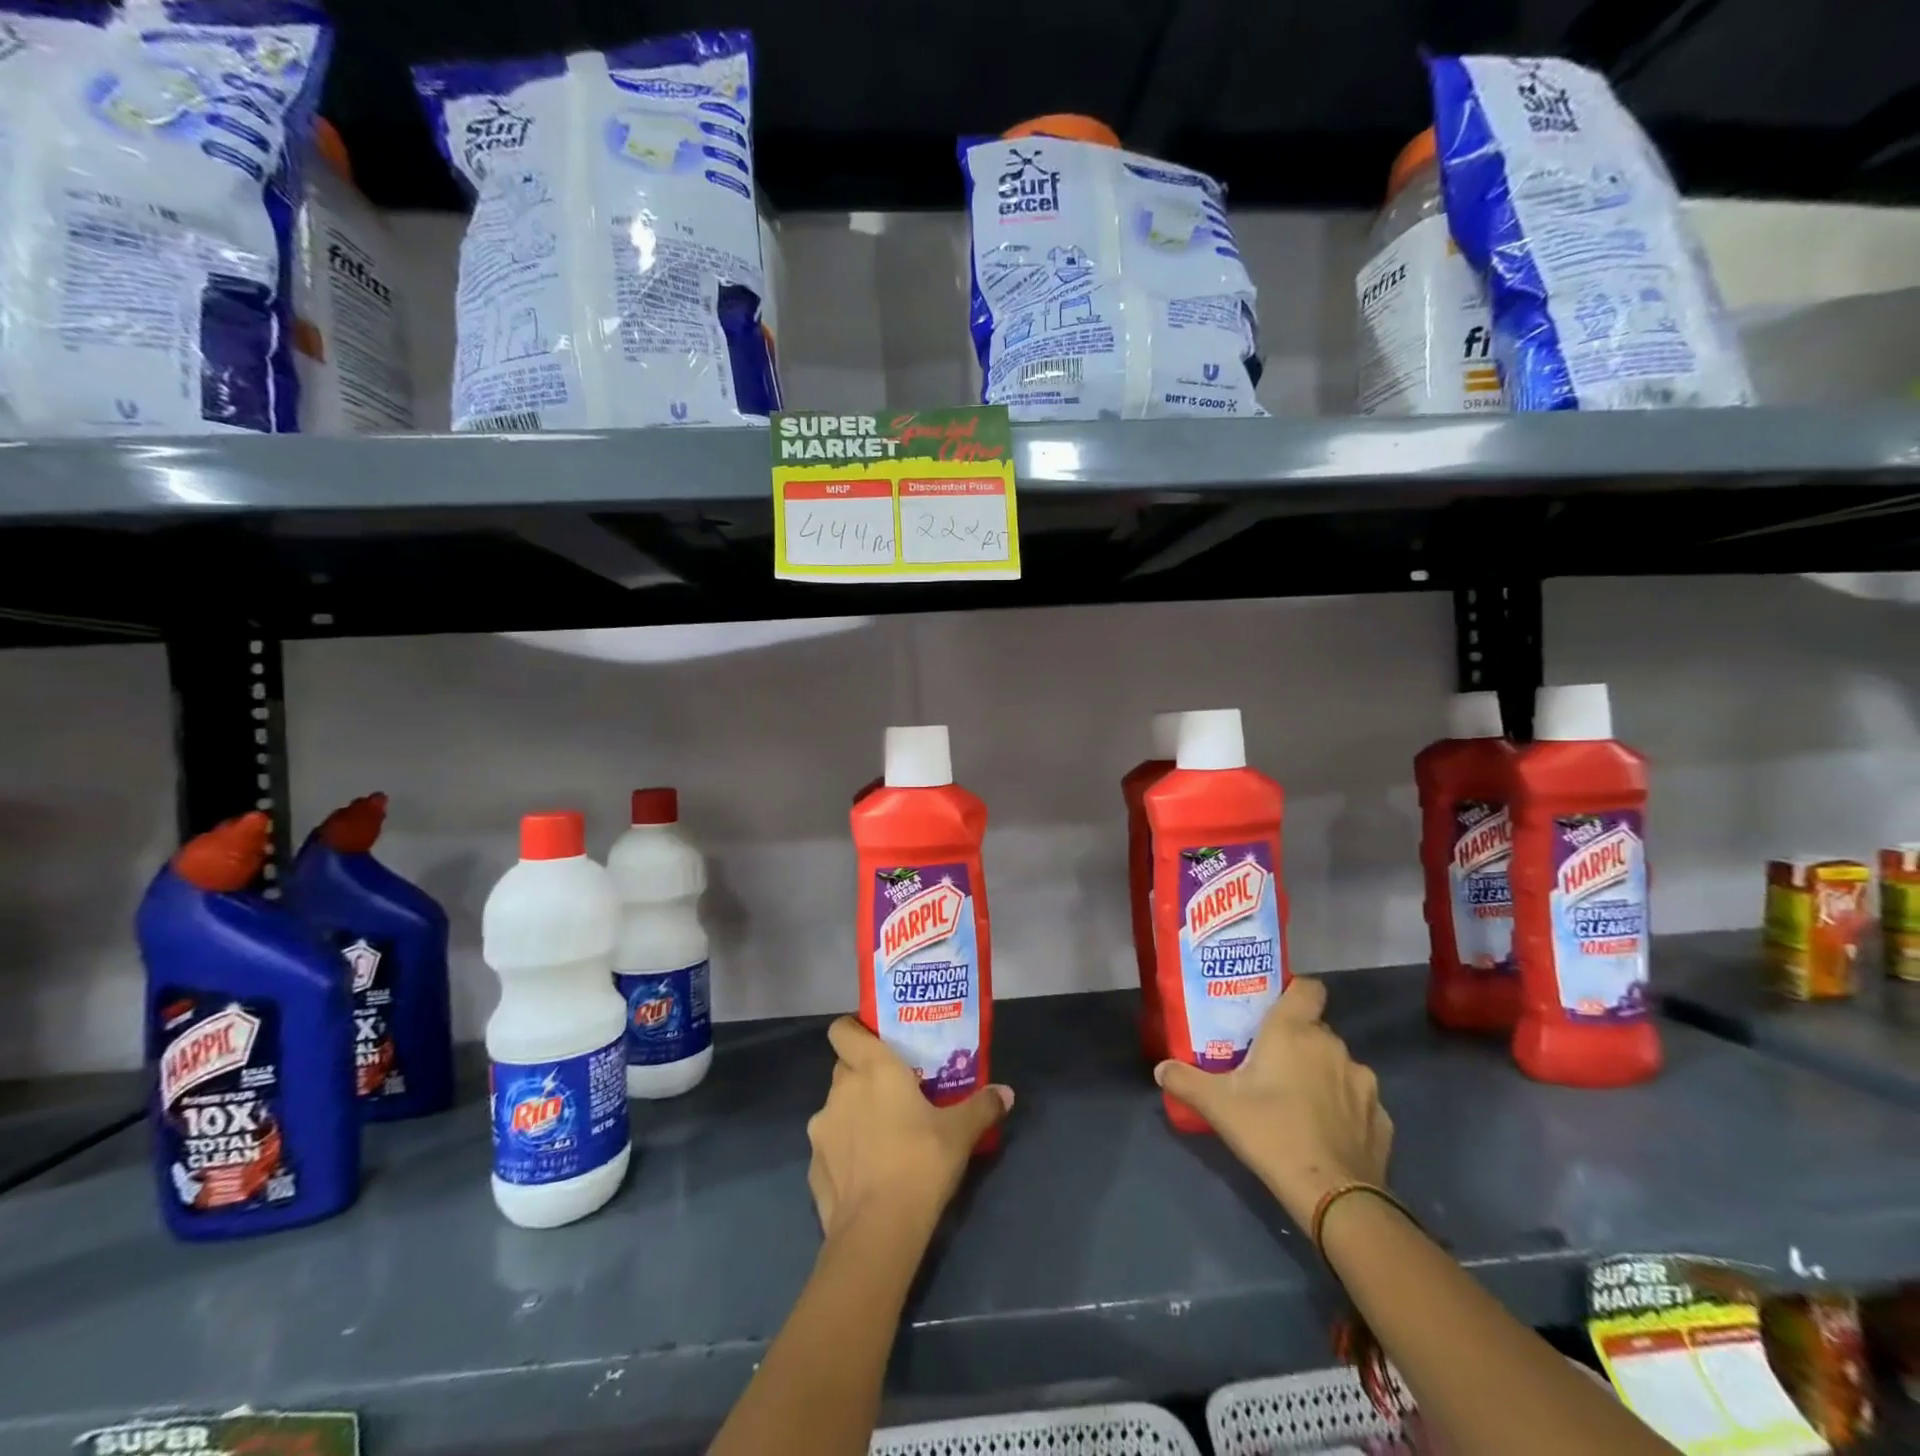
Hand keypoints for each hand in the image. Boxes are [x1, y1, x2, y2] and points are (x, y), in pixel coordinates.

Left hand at [806, 1017, 1012, 1242]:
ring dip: (854, 1114)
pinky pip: (830, 1146)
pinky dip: (844, 1152)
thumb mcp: (960, 1133)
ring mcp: (822, 1128)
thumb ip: (982, 1107)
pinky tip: (867, 1173)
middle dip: (864, 1075)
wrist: (877, 1231)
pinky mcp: (813, 1166)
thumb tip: (1005, 1093)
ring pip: (837, 1107)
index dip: (854, 1030)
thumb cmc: (920, 1162)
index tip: (877, 1041)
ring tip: (882, 1136)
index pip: (843, 1029)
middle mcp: (841, 1089)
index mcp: (872, 1068)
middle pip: (845, 1067)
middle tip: (893, 1091)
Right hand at [1155, 977, 1391, 1226]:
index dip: (1294, 991)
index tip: (1274, 1008)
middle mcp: (1334, 1047)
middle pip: (1316, 1030)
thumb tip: (1161, 1068)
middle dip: (1297, 1043)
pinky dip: (1343, 1109)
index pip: (1307, 988)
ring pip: (1337, 1066)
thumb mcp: (1217, 1105)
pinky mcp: (1382, 1119)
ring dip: (1322, 1075)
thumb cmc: (1272, 1132)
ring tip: (1299, 1102)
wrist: (1335, 1197)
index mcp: (1295, 1031)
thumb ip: (1185, 1080)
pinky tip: (1326, 1133)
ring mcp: (1363, 1083)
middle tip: (1270, 1064)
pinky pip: (1357, 1101)